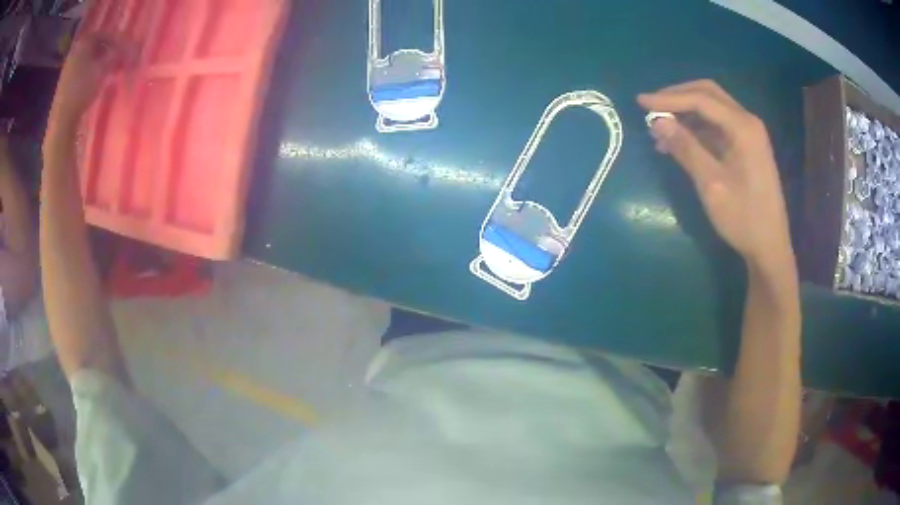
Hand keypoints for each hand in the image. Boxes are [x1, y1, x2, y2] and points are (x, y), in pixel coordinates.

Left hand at [49, 34, 129, 126]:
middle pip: (99, 46)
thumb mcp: (103, 69)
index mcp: (85, 42)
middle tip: (123, 60)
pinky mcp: (67, 82)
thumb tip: (126, 50)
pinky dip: (95, 71)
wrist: (62, 120)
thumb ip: (116, 56)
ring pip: (92, 59)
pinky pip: (85, 70)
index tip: (129, 49)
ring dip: (104, 63)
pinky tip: (101, 80)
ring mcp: (70, 67)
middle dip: (112, 52)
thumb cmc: (82, 90)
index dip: (120, 41)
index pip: (107, 35)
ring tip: (115, 71)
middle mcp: (77, 50)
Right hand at [638, 80, 793, 270]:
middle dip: (678, 96)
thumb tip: (657, 122)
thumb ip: (685, 148)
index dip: (668, 98)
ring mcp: (749, 134)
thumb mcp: (711, 184)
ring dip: (686, 112)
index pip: (701, 99)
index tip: (640, 102)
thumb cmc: (743, 218)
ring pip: (713, 109)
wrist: (770, 247)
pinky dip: (697, 128)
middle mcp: (747, 122)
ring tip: (661, 128)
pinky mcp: (747, 147)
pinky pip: (718, 126)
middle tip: (652, 106)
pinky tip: (680, 141)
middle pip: (708, 94)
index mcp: (743, 127)